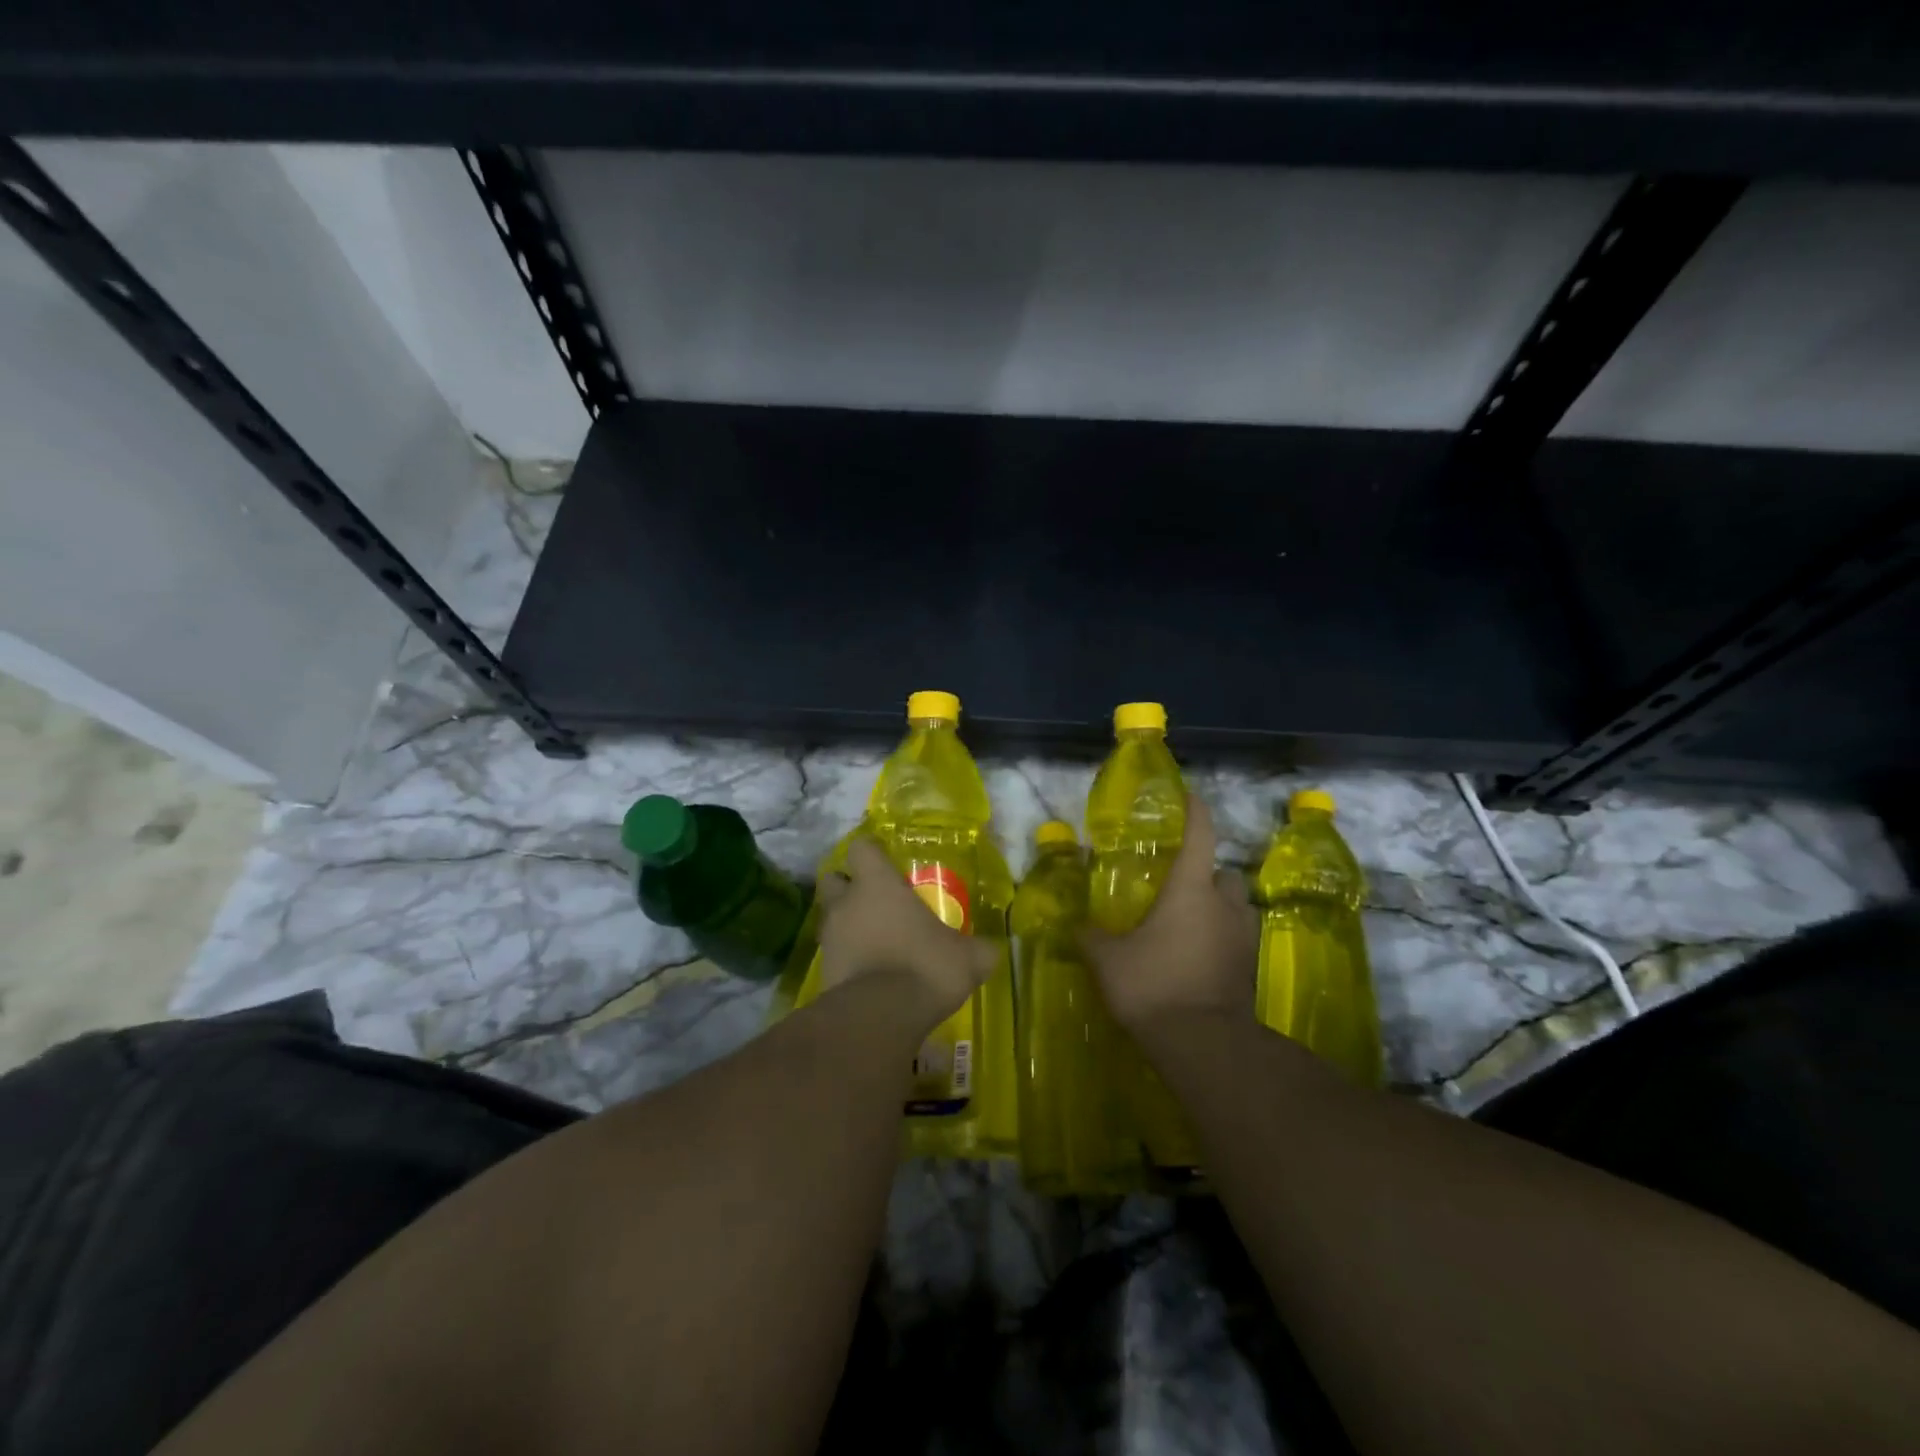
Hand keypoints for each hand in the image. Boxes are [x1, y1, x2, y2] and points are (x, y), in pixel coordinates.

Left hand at [816, 837, 996, 1028]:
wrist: (881, 1017)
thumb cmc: (925, 966)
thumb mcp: (968, 957)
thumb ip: (978, 949)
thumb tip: (990, 950)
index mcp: (877, 884)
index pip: (861, 848)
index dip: (871, 853)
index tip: (885, 862)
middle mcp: (846, 904)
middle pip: (832, 879)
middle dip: (847, 886)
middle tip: (873, 900)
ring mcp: (829, 939)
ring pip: (830, 918)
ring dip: (847, 925)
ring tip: (874, 940)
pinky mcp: (823, 973)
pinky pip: (833, 955)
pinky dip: (846, 959)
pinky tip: (869, 973)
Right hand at [1083, 795, 1257, 1032]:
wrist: (1203, 1043)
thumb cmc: (1153, 984)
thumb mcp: (1109, 960)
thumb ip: (1092, 938)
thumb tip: (1076, 926)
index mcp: (1191, 890)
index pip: (1200, 836)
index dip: (1196, 812)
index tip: (1190, 796)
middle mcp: (1224, 906)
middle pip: (1226, 874)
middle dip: (1209, 874)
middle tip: (1182, 886)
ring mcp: (1243, 939)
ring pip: (1237, 907)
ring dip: (1220, 906)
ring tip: (1191, 921)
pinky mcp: (1251, 969)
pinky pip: (1238, 939)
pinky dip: (1222, 938)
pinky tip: (1199, 955)